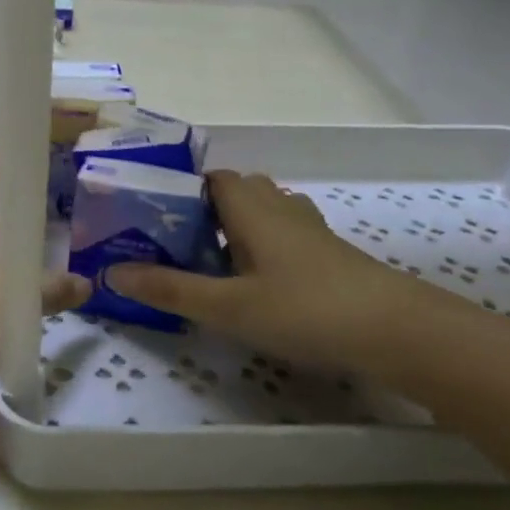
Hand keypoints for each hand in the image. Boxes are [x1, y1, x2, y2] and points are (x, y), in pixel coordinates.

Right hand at [106, 170, 438, 376]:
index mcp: (251, 208)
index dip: (183, 188)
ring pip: (266, 212)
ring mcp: (311, 230)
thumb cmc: (305, 309)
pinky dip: (266, 245)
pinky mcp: (331, 255)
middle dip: (207, 209)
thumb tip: (111, 271)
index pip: (212, 177)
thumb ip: (170, 288)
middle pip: (239, 190)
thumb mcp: (228, 306)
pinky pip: (287, 234)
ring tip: (213, 261)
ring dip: (238, 226)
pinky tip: (260, 281)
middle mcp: (280, 208)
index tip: (155, 214)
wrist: (398, 332)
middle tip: (178, 242)